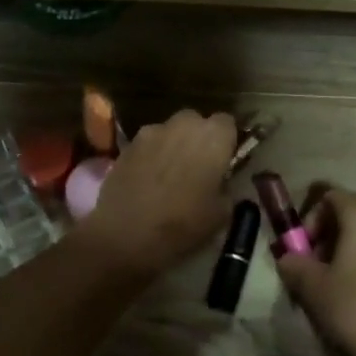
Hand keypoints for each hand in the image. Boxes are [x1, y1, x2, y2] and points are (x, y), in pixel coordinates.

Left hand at [74, 110, 235, 275]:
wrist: (127, 233)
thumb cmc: (183, 224)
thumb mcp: (222, 214)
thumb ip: (228, 188)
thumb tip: (223, 181)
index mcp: (214, 136)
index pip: (228, 123)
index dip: (227, 141)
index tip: (225, 161)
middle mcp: (184, 124)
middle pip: (196, 122)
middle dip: (199, 138)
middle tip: (198, 167)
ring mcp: (152, 131)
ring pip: (170, 131)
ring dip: (174, 145)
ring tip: (169, 174)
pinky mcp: (128, 144)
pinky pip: (148, 144)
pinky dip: (151, 155)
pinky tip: (147, 180)